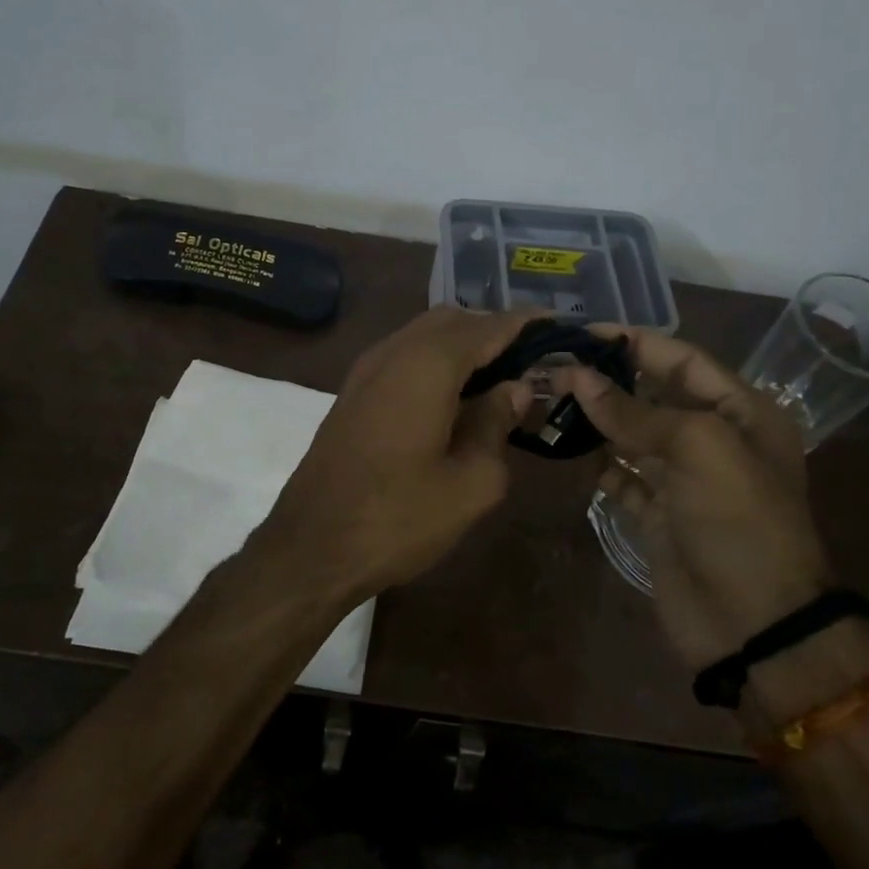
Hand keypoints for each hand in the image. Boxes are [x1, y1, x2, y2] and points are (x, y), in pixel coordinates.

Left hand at [255, 307, 532, 605]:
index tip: (558, 326)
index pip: (488, 327)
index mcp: (427, 365)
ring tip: (498, 377)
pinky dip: (435, 360)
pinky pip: (403, 356)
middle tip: (530, 359)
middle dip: (492, 330)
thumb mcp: (470, 482)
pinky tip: (455, 395)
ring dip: (462, 344)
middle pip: (452, 320)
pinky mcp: (352, 393)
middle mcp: (393, 353)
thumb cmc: (398, 518)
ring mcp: (365, 371)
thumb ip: (497, 424)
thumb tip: (514, 388)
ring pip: (423, 335)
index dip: (525, 323)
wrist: (311, 547)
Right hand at [552, 332, 833, 669]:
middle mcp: (712, 439)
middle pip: (653, 395)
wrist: (754, 625)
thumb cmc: (739, 521)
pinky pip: (622, 477)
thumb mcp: (698, 449)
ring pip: (632, 435)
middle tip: (553, 367)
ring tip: (548, 400)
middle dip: (607, 379)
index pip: (682, 360)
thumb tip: (578, 378)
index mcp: (740, 412)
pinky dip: (597, 463)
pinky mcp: (658, 515)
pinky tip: (565, 448)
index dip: (634, 343)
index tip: (582, 333)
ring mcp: (683, 480)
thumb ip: (635, 411)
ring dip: (595, 419)